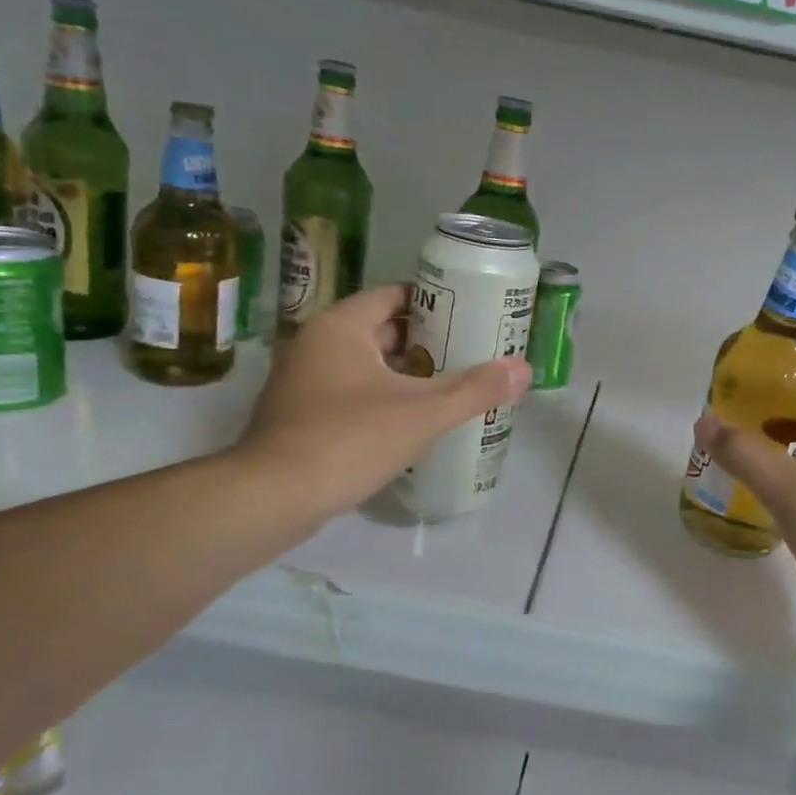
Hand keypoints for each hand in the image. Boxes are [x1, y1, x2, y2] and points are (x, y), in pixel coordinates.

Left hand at [238, 284, 529, 519]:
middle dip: (429, 342)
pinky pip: (352, 393)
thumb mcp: (423, 413)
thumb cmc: (348, 439)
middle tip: (472, 352)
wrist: (271, 498)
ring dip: (407, 374)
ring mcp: (303, 381)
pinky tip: (415, 421)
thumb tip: (524, 368)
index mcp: (341, 327)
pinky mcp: (300, 415)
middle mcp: (316, 344)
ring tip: (453, 386)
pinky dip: (384, 398)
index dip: (436, 302)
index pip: (395, 296)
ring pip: (368, 365)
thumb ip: (475, 389)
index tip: (472, 315)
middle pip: (383, 331)